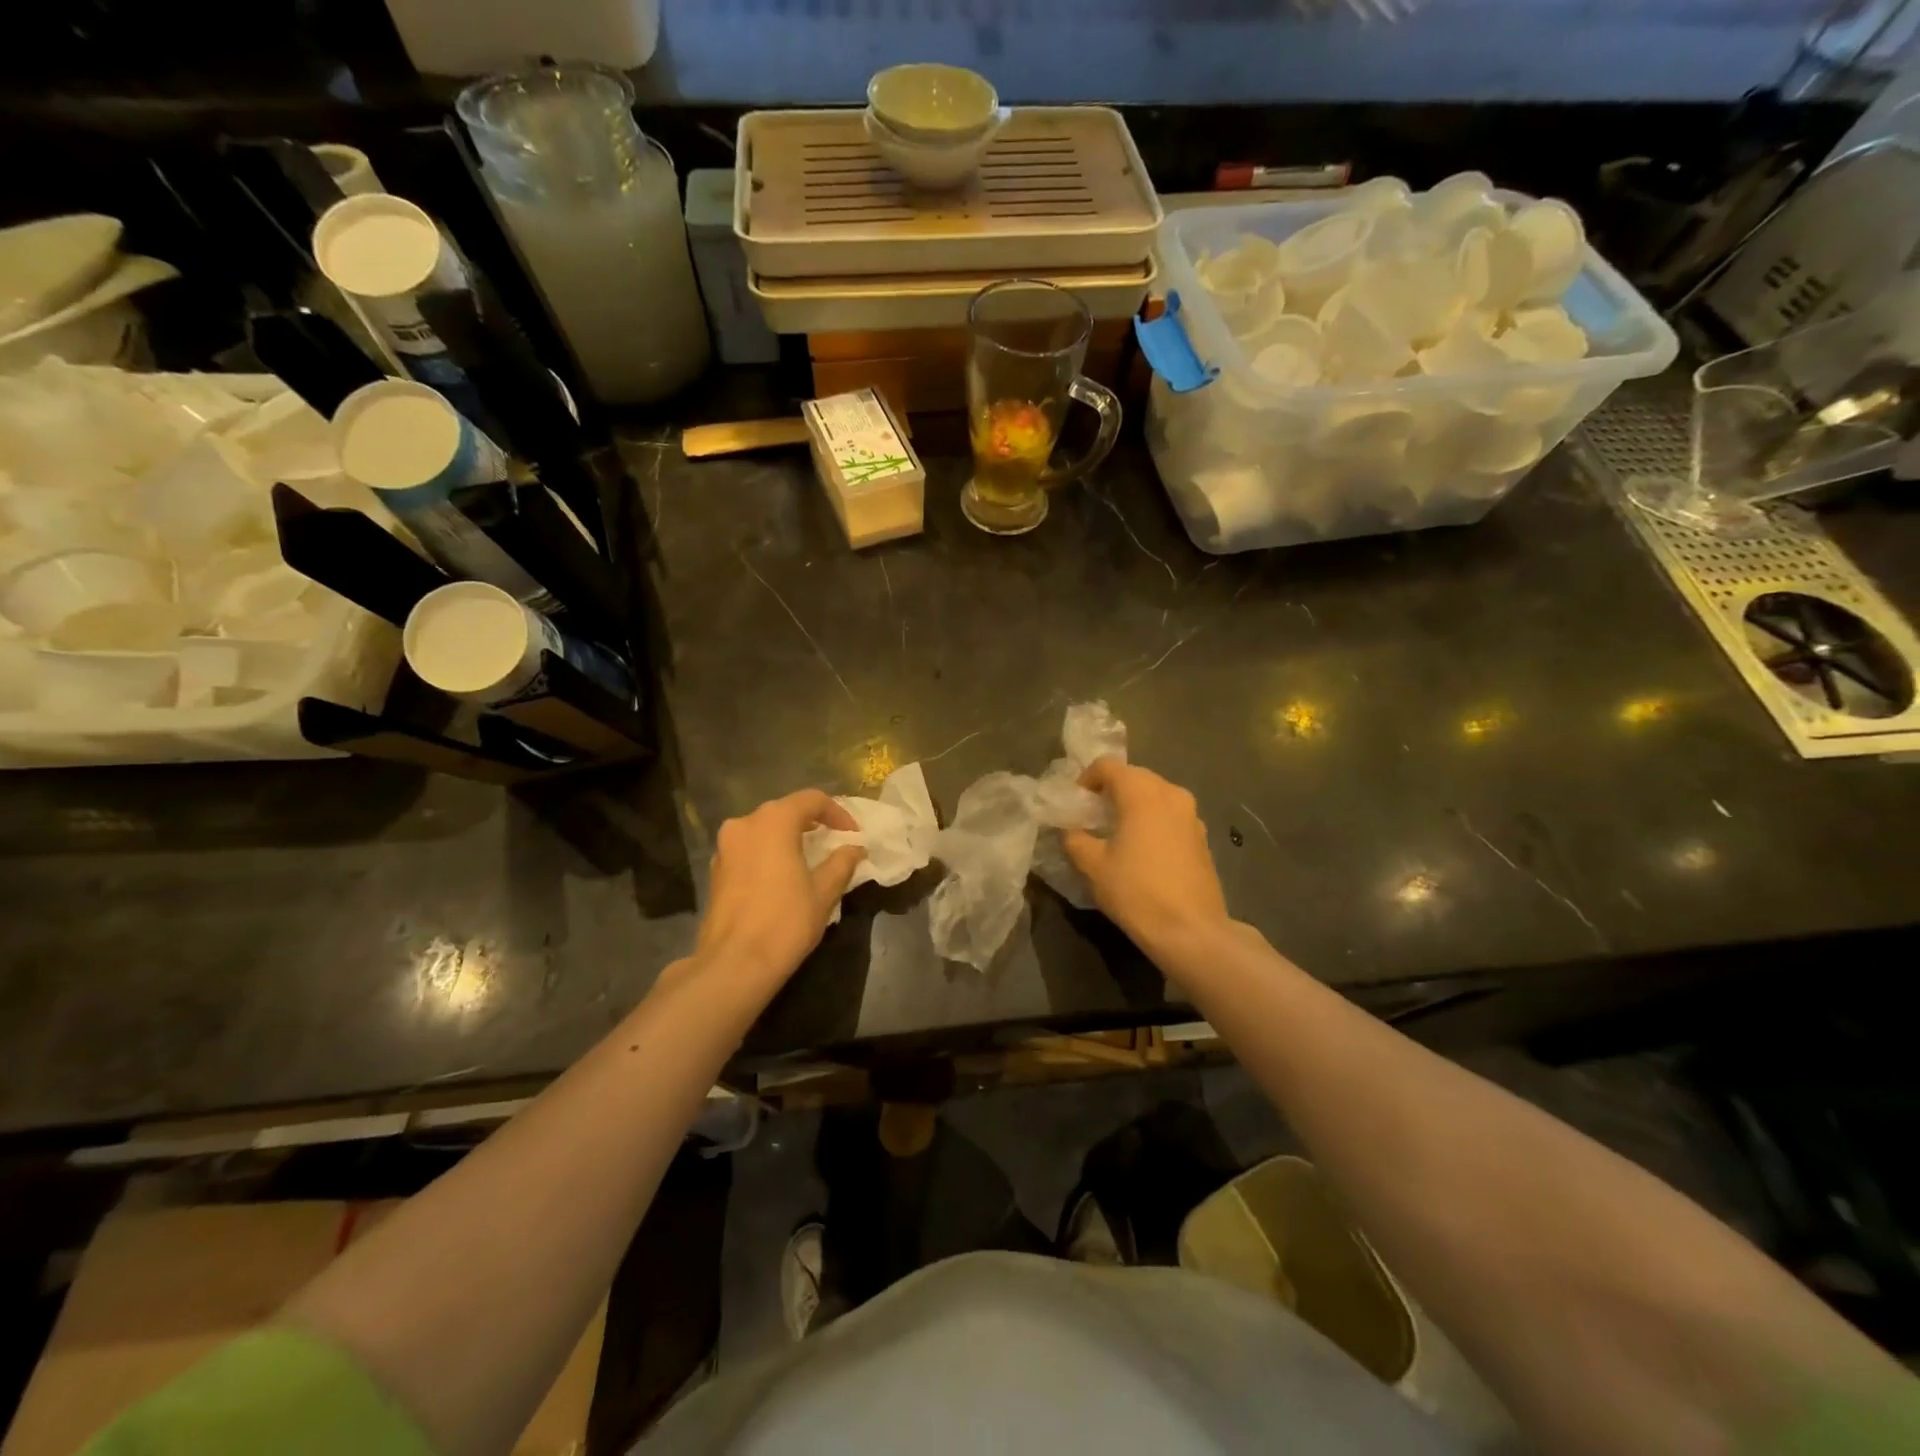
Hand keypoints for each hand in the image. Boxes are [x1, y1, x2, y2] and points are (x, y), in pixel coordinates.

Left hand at [696, 790, 864, 990]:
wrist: (734, 964)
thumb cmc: (785, 922)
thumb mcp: (824, 892)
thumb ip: (842, 862)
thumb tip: (855, 848)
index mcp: (773, 821)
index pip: (811, 800)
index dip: (837, 813)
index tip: (853, 835)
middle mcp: (744, 824)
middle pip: (785, 811)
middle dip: (812, 823)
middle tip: (834, 843)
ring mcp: (725, 847)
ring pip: (764, 830)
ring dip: (789, 838)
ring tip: (810, 860)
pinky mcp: (716, 870)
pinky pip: (749, 849)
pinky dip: (769, 853)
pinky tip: (783, 877)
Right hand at [1063, 758, 1230, 961]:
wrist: (1192, 931)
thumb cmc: (1137, 891)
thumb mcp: (1093, 866)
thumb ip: (1074, 839)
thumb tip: (1069, 829)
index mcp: (1142, 793)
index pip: (1108, 766)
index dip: (1086, 779)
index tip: (1076, 804)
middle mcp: (1171, 793)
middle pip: (1134, 776)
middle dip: (1110, 791)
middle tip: (1092, 818)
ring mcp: (1192, 815)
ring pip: (1155, 795)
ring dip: (1133, 805)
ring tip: (1117, 834)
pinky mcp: (1202, 837)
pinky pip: (1170, 815)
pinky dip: (1153, 821)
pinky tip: (1143, 851)